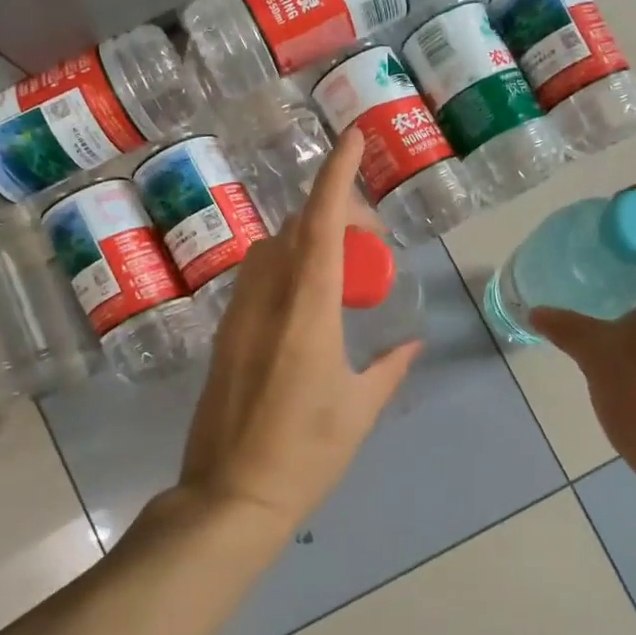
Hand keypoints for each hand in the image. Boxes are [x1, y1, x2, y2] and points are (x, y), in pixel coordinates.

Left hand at [177, 130, 420, 534]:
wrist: (230, 497)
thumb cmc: (305, 455)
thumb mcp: (360, 410)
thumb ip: (390, 368)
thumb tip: (412, 343)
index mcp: (308, 314)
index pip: (322, 226)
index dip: (337, 176)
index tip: (352, 138)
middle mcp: (268, 302)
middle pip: (295, 229)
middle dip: (332, 213)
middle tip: (369, 239)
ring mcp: (238, 317)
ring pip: (269, 250)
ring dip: (304, 240)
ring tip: (338, 271)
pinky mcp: (223, 335)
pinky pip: (255, 279)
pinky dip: (285, 268)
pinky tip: (305, 302)